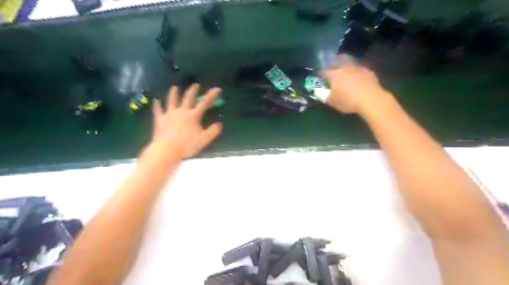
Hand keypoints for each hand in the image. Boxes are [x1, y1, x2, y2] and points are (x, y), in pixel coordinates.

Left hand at [150, 85, 222, 158]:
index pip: (204, 103)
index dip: (211, 95)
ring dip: (173, 93)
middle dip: (193, 91)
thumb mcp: (204, 140)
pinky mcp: (160, 120)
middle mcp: (181, 112)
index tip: (217, 89)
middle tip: (195, 85)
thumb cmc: (187, 145)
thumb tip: (219, 124)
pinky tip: (156, 101)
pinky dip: (157, 105)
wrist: (167, 150)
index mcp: (193, 116)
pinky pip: (158, 110)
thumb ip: (213, 131)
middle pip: (188, 98)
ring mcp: (169, 114)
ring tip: (174, 87)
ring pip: (172, 101)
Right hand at [324, 53, 383, 112]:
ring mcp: (357, 68)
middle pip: (337, 61)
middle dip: (333, 63)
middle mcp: (345, 68)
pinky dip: (356, 70)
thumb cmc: (348, 101)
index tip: (321, 76)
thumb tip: (323, 94)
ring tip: (345, 70)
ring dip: (345, 64)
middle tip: (332, 67)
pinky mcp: (368, 71)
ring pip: (349, 62)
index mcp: (334, 75)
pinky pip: (359, 68)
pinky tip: (357, 76)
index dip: (321, 73)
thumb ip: (326, 97)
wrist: (370, 99)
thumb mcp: (333, 102)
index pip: (324, 71)